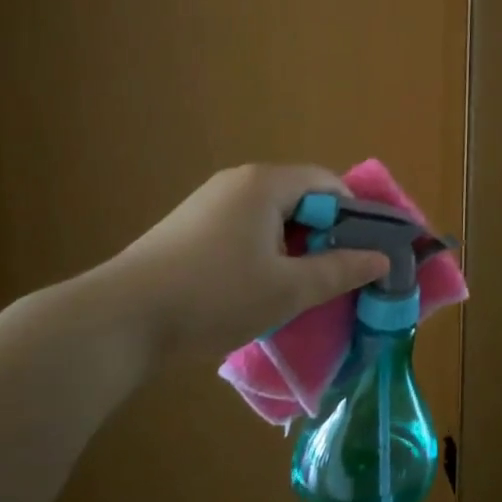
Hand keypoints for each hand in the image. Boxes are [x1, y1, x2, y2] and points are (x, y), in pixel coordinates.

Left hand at [90, 164, 390, 357]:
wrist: (119, 320)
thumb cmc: (215, 296)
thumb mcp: (288, 289)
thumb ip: (340, 271)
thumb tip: (382, 260)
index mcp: (266, 183)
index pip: (329, 183)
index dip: (354, 215)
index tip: (366, 253)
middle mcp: (238, 181)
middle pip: (300, 196)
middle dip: (325, 233)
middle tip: (337, 274)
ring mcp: (209, 202)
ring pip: (272, 215)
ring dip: (294, 245)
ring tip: (300, 286)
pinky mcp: (189, 226)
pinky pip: (244, 227)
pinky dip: (264, 250)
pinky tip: (258, 288)